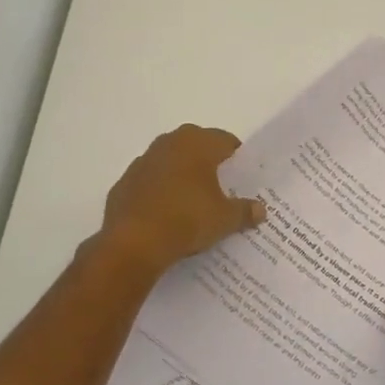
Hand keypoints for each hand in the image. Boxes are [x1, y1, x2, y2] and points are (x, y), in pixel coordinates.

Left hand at [85, 125, 265, 275]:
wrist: (132, 244)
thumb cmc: (187, 220)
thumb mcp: (225, 219)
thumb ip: (245, 211)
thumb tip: (261, 211)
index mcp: (197, 143)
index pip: (226, 141)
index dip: (237, 159)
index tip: (243, 178)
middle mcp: (169, 143)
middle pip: (197, 146)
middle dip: (209, 164)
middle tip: (222, 188)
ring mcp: (143, 162)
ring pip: (171, 162)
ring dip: (182, 175)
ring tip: (194, 202)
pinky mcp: (124, 183)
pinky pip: (150, 182)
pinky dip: (160, 192)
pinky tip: (167, 214)